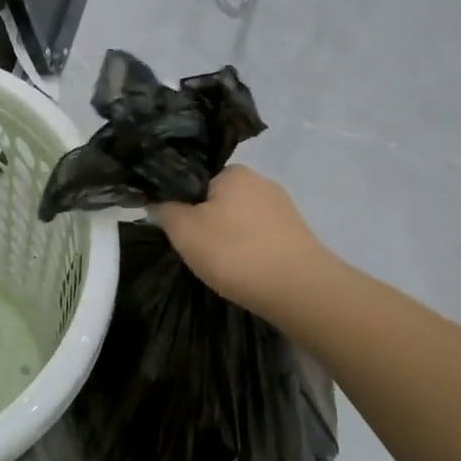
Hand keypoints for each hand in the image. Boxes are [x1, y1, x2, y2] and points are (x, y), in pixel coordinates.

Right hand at [155, 166, 326, 318]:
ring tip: (223, 267)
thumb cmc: (234, 252)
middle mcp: (262, 182)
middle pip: (219, 201)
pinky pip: (261, 238)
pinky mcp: (297, 235)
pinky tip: (246, 272)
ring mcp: (283, 209)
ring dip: (229, 240)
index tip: (178, 232)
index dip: (182, 205)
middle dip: (207, 223)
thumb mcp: (183, 230)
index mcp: (234, 172)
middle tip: (198, 252)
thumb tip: (161, 202)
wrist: (299, 289)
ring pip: (241, 221)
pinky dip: (249, 252)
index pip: (196, 181)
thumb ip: (166, 210)